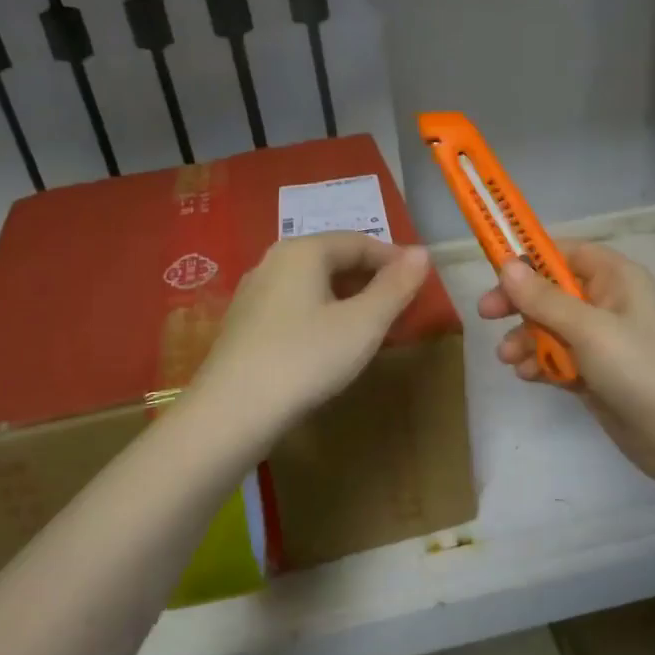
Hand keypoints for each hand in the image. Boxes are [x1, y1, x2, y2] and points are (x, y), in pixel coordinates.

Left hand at [194, 231, 430, 438]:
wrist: (232, 413)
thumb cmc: (306, 359)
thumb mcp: (363, 324)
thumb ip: (395, 287)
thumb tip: (421, 252)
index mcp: (302, 251)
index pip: (359, 241)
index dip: (394, 259)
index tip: (420, 283)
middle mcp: (273, 262)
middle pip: (332, 259)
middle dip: (370, 279)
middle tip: (400, 306)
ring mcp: (253, 294)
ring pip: (312, 284)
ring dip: (346, 298)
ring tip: (371, 326)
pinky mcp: (244, 325)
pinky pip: (293, 306)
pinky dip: (321, 314)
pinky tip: (330, 343)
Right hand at [478, 241, 654, 494]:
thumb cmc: (637, 367)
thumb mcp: (587, 328)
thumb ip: (544, 298)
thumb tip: (506, 265)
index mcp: (615, 278)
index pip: (566, 252)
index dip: (531, 257)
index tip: (496, 270)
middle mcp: (607, 302)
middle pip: (551, 290)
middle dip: (520, 303)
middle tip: (486, 313)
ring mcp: (600, 339)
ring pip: (549, 326)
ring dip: (525, 338)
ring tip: (508, 358)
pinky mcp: (593, 371)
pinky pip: (557, 356)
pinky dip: (540, 362)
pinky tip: (527, 375)